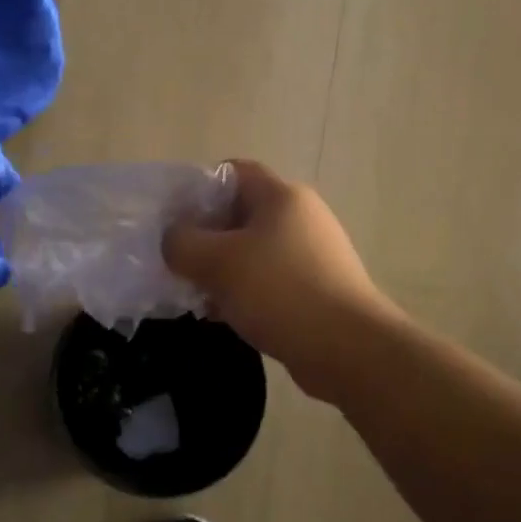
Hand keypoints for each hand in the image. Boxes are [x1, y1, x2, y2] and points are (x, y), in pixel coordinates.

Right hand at [163, 160, 391, 402]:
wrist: (348, 349)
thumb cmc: (280, 291)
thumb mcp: (217, 262)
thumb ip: (182, 243)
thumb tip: (173, 239)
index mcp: (282, 197)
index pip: (232, 172)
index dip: (198, 188)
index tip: (173, 219)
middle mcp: (300, 217)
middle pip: (239, 214)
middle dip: (204, 236)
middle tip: (178, 261)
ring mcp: (311, 255)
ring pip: (251, 251)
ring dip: (221, 269)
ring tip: (195, 293)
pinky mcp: (315, 289)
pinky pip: (268, 281)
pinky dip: (243, 292)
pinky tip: (223, 315)